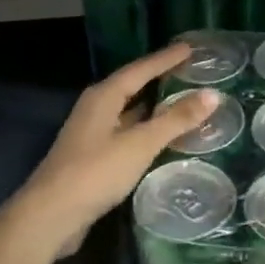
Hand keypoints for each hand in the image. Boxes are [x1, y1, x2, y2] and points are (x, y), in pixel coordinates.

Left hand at [12, 44, 216, 256]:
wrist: (51, 215)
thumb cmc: (96, 172)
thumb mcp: (140, 144)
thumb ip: (176, 119)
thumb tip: (213, 94)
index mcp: (103, 97)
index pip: (140, 69)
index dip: (166, 59)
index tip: (190, 48)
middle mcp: (95, 109)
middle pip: (132, 87)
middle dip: (160, 79)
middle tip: (190, 72)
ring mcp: (91, 134)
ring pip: (129, 112)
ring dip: (154, 107)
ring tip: (183, 102)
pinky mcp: (92, 158)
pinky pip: (126, 134)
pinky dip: (146, 131)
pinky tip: (162, 139)